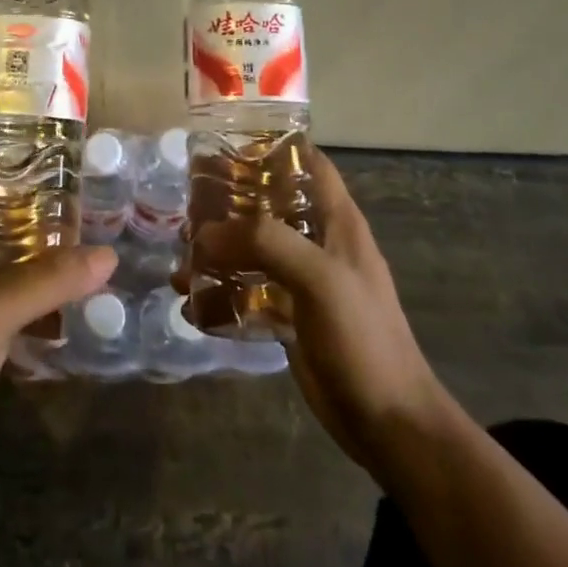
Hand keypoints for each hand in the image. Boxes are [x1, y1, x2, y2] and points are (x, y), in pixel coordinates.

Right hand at [179, 148, 439, 471]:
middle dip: (229, 199)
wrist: (386, 422)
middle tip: (188, 201)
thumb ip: (265, 242)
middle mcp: (318, 240)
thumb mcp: (319, 277)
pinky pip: (247, 287)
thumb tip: (205, 234)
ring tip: (181, 252)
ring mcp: (302, 279)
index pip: (307, 162)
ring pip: (253, 246)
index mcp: (337, 220)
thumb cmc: (362, 337)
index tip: (225, 143)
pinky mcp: (288, 313)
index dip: (272, 146)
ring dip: (218, 246)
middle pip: (269, 202)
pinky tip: (189, 294)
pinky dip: (219, 285)